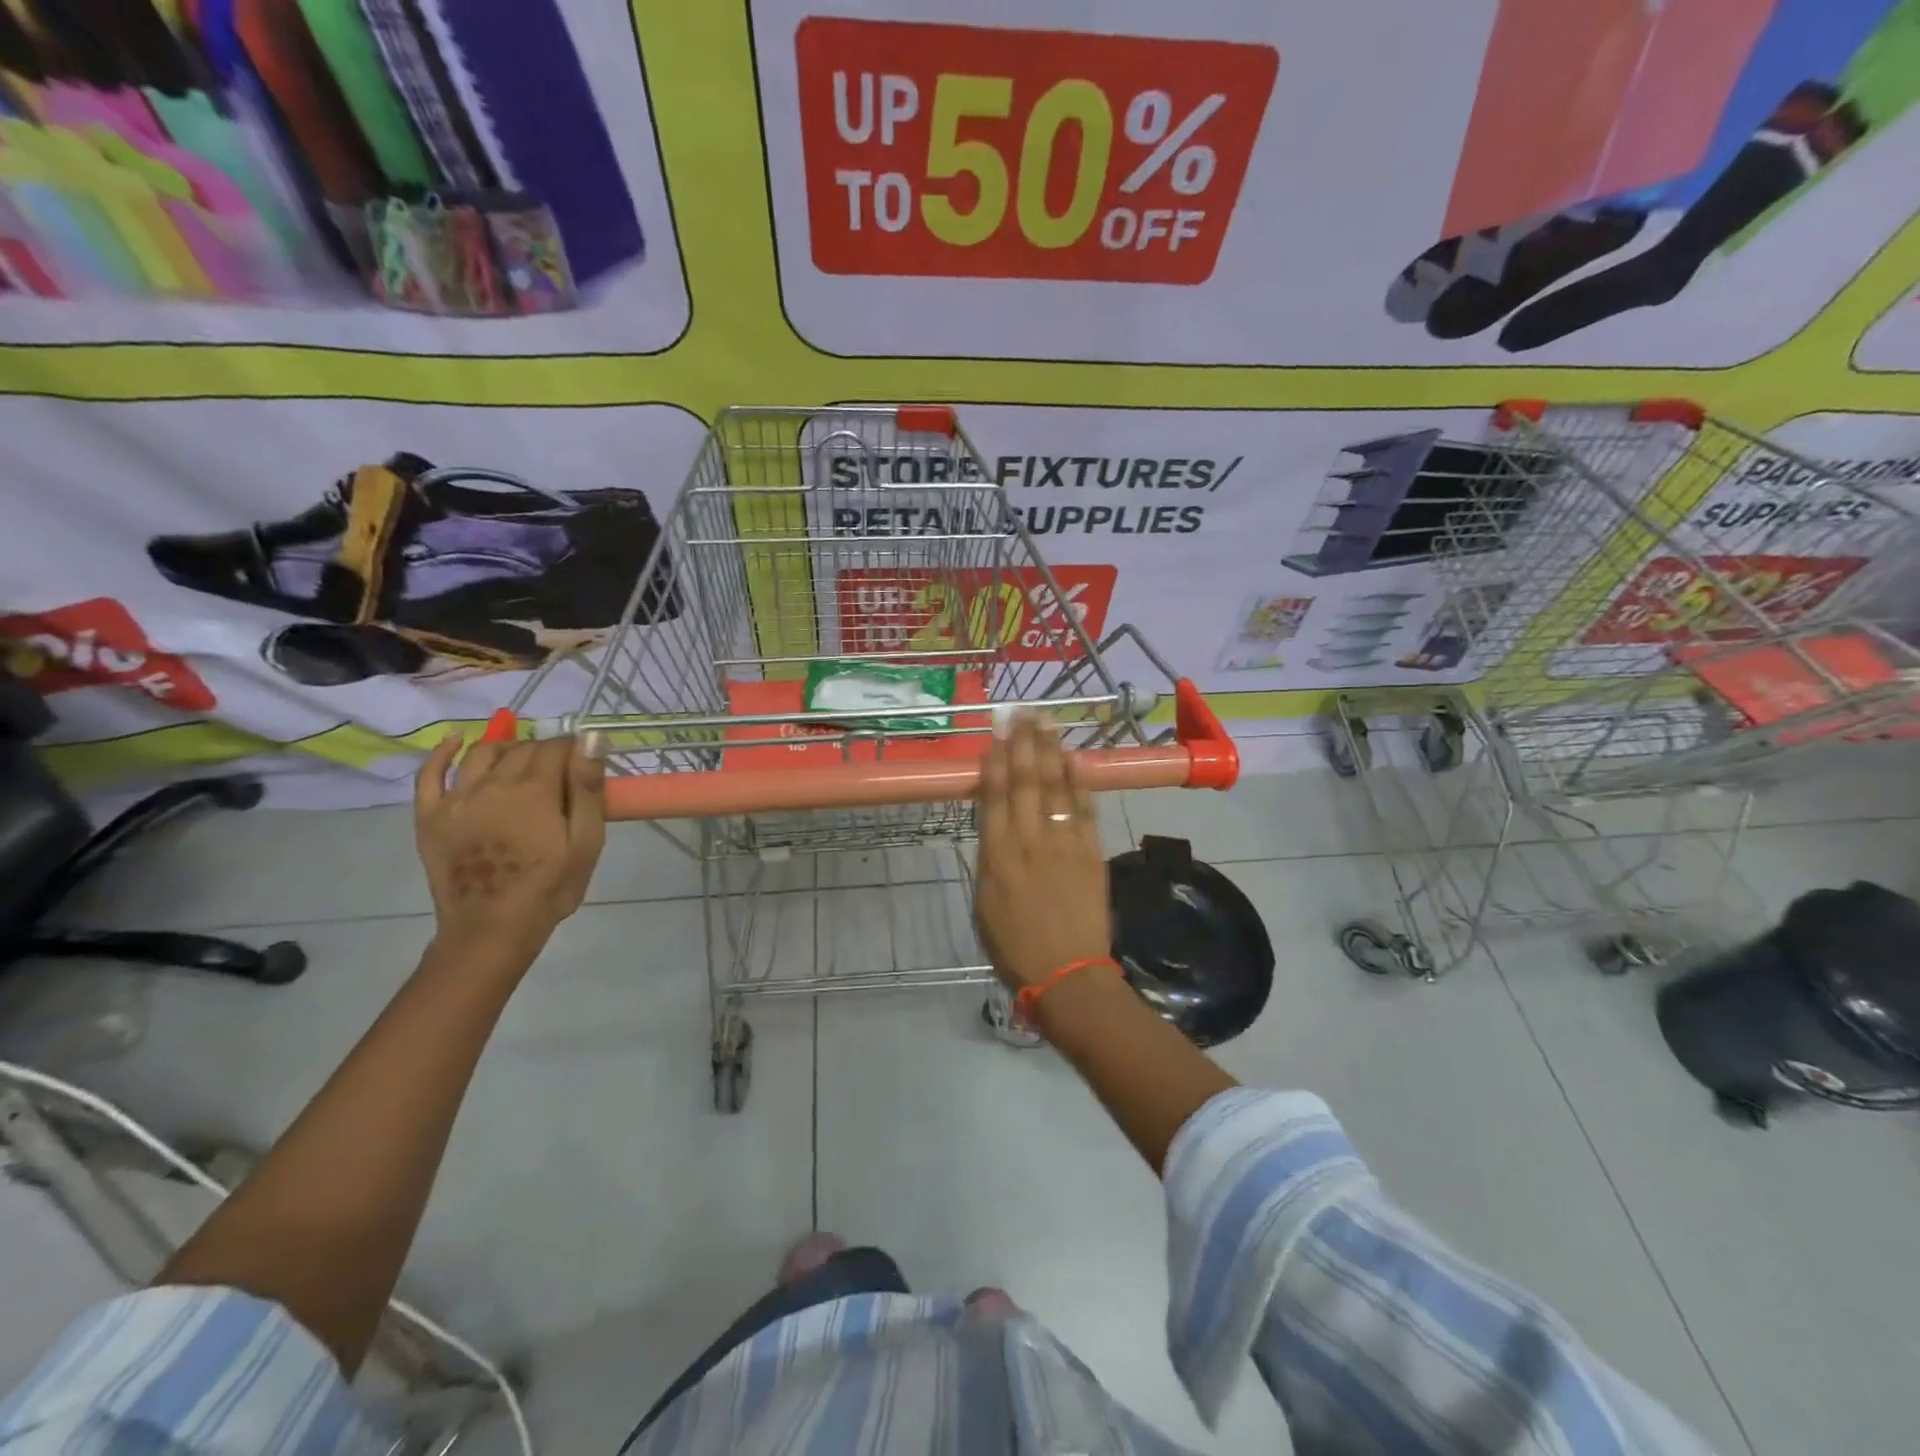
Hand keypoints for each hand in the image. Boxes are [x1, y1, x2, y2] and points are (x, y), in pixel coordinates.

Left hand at [414, 732, 606, 960]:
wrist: (492, 930)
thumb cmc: (550, 888)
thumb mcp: (586, 842)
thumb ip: (588, 788)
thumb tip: (590, 738)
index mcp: (535, 790)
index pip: (556, 747)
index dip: (574, 749)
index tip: (585, 763)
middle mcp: (493, 784)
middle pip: (522, 749)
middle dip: (544, 751)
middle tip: (561, 772)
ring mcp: (456, 798)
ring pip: (482, 753)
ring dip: (506, 748)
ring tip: (522, 759)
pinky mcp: (430, 816)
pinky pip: (430, 774)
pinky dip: (443, 752)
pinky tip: (456, 741)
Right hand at [974, 715, 1111, 990]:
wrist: (1067, 974)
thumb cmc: (1014, 947)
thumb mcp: (984, 903)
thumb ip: (990, 859)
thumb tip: (995, 826)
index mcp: (995, 856)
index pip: (994, 796)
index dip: (996, 762)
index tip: (997, 735)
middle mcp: (1028, 841)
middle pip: (1025, 782)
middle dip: (1022, 744)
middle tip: (1022, 713)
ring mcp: (1062, 843)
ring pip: (1054, 787)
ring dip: (1049, 752)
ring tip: (1046, 723)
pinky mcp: (1090, 852)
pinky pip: (1083, 809)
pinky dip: (1079, 782)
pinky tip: (1074, 759)